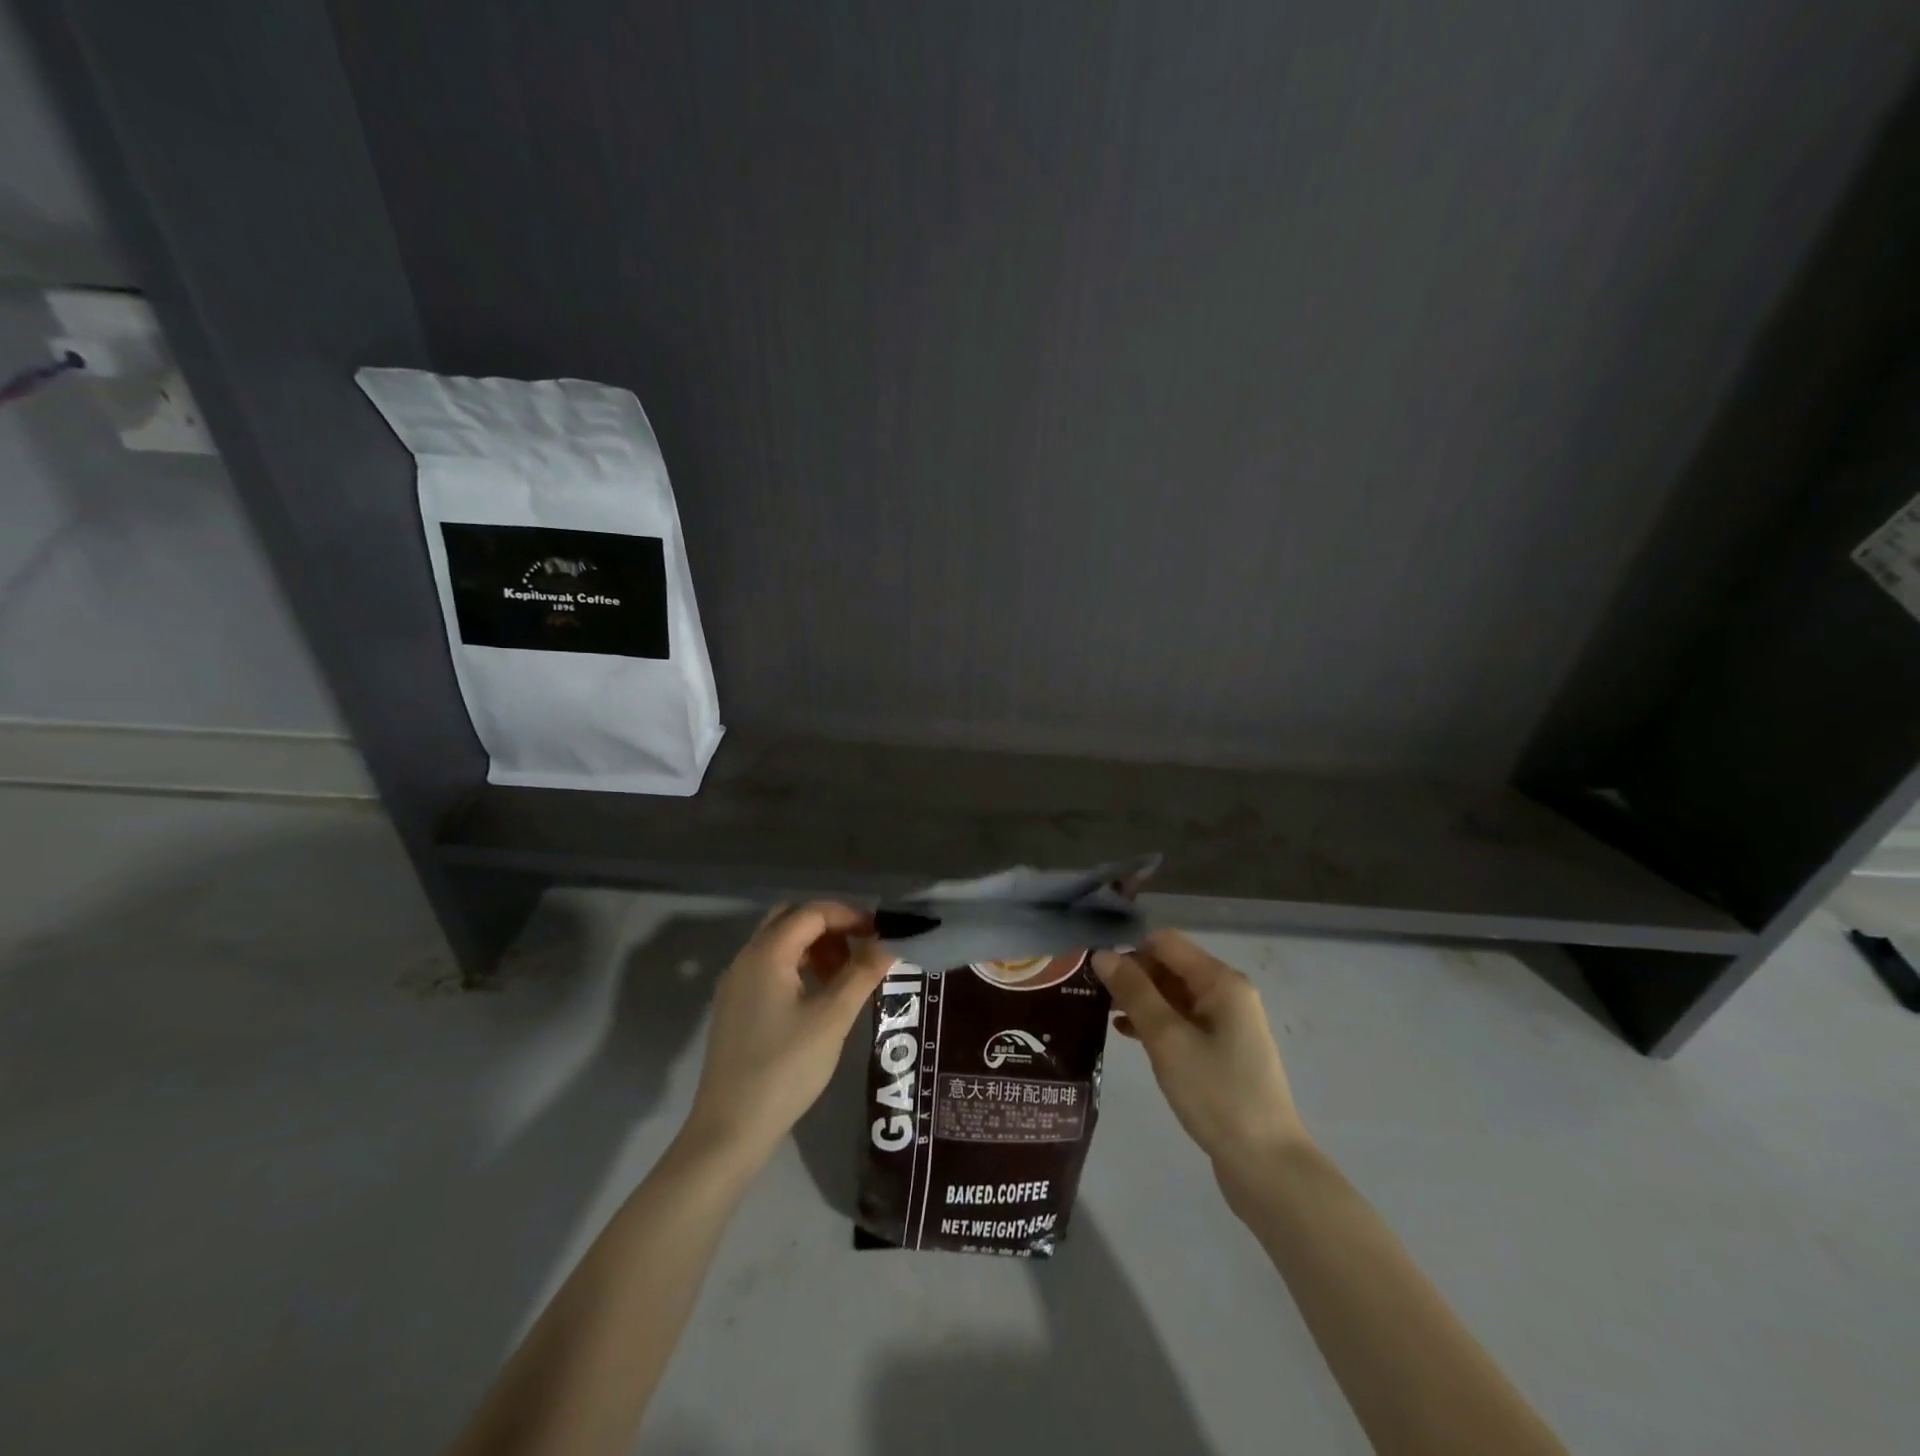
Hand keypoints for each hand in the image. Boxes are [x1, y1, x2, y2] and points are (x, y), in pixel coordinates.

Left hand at [684, 902, 893, 1164]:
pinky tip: (819, 996)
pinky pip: (770, 967)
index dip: (848, 915)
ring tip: (846, 974)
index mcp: (767, 953)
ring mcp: (736, 983)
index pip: (812, 912)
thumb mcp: (833, 1018)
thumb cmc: (785, 1068)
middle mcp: (746, 958)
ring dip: (814, 946)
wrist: (730, 1128)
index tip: (880, 933)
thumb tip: (889, 943)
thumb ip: (863, 973)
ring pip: (779, 943)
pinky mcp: (735, 1007)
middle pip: (791, 919)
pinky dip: (798, 966)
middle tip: (861, 948)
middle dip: (829, 926)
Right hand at [1092, 931, 1308, 1184]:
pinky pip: (1181, 1021)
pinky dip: (1155, 1023)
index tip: (1097, 976)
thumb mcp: (1167, 1039)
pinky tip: (1126, 1036)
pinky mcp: (1221, 1051)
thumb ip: (1134, 992)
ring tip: (1101, 1016)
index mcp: (1221, 982)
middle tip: (1093, 998)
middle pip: (1169, 966)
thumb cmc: (1216, 1093)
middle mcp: (1227, 994)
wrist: (1266, 1165)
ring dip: (1140, 1001)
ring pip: (1173, 995)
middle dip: (1132, 977)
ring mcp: (1226, 1024)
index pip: (1165, 943)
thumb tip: (1102, 954)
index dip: (1129, 952)